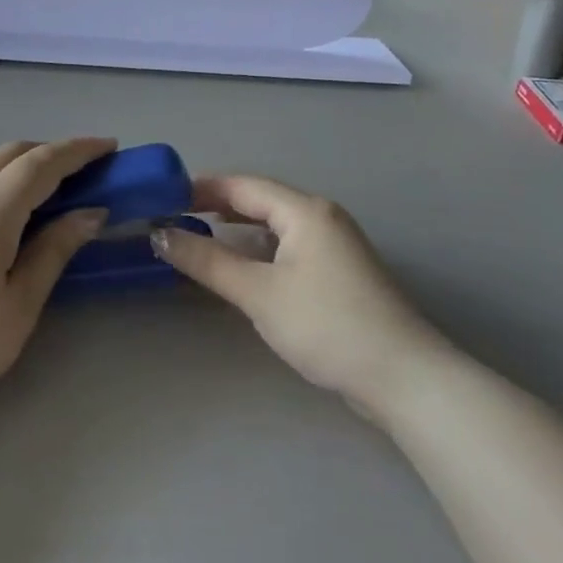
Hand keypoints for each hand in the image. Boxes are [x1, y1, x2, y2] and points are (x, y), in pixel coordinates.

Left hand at [0, 139, 115, 420]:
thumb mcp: (20, 304)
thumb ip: (54, 250)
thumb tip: (92, 212)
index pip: (42, 164)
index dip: (78, 151)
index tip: (109, 146)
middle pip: (13, 153)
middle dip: (53, 152)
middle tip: (86, 168)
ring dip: (19, 156)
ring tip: (45, 176)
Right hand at [152, 175, 436, 412]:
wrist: (403, 377)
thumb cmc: (326, 325)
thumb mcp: (258, 292)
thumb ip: (207, 261)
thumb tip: (160, 234)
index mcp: (305, 210)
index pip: (243, 185)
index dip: (201, 187)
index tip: (162, 196)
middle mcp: (322, 217)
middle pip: (260, 200)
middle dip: (217, 205)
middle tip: (174, 216)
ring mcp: (335, 244)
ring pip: (275, 224)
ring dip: (238, 227)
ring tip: (199, 236)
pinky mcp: (340, 271)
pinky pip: (289, 245)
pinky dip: (260, 248)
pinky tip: (243, 265)